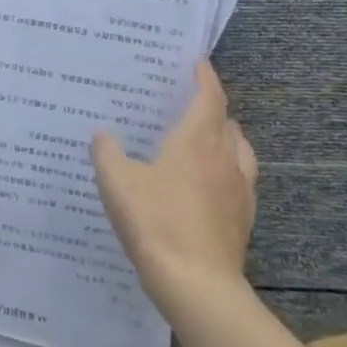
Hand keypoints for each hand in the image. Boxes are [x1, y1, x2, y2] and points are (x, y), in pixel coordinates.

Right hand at [92, 61, 258, 320]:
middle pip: (227, 122)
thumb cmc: (155, 221)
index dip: (205, 77)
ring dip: (225, 139)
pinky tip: (208, 186)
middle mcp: (224, 159)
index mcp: (196, 141)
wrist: (197, 285)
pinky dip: (227, 171)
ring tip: (204, 142)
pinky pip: (240, 182)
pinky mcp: (243, 219)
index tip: (197, 62)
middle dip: (212, 108)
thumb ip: (107, 153)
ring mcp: (239, 191)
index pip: (209, 97)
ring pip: (240, 151)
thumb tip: (103, 136)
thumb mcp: (117, 182)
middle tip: (188, 104)